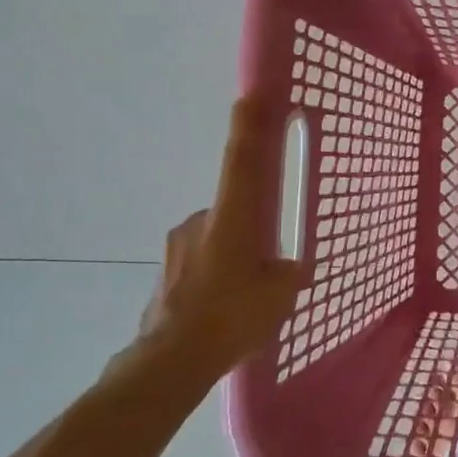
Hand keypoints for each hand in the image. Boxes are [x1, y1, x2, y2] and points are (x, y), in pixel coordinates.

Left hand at [136, 97, 309, 372]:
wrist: (171, 361)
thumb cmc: (232, 317)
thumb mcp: (280, 295)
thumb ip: (289, 272)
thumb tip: (293, 267)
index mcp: (232, 219)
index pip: (242, 162)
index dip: (249, 127)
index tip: (251, 96)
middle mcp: (201, 222)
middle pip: (234, 209)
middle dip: (252, 227)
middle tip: (268, 260)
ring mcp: (177, 247)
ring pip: (217, 239)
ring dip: (234, 255)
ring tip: (246, 295)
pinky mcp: (165, 272)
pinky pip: (200, 263)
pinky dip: (216, 275)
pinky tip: (224, 308)